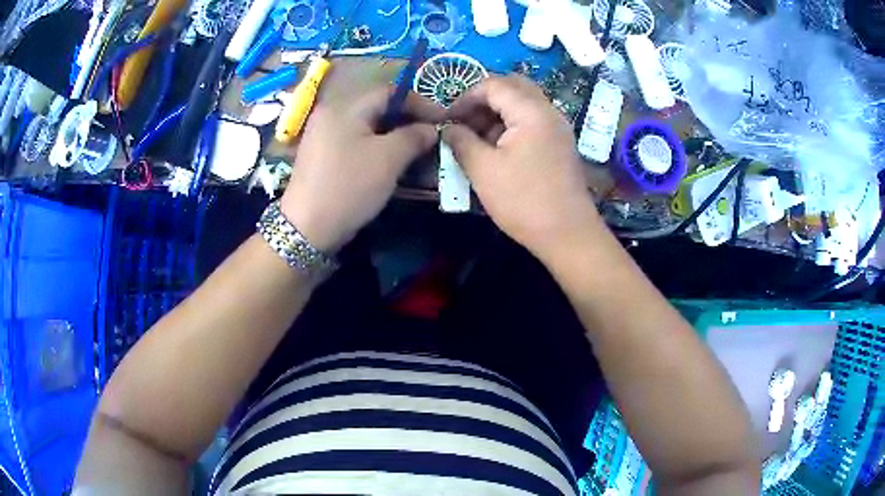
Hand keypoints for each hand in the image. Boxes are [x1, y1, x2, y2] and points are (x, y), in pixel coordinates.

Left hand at [281, 87, 443, 253]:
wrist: (307, 228)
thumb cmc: (349, 186)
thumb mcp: (388, 159)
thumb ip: (414, 137)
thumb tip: (430, 129)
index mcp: (344, 107)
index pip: (389, 92)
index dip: (419, 102)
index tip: (441, 120)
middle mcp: (330, 114)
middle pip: (376, 108)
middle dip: (407, 120)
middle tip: (429, 137)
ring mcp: (322, 135)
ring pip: (366, 127)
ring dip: (393, 136)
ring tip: (415, 151)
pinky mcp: (321, 156)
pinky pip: (354, 142)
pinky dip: (375, 147)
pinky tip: (389, 163)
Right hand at [442, 75, 598, 256]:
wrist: (568, 234)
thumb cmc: (524, 201)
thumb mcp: (483, 170)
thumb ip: (461, 141)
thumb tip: (449, 128)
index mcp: (531, 111)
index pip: (493, 85)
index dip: (465, 97)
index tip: (447, 118)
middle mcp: (549, 111)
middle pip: (512, 87)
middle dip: (483, 100)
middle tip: (463, 120)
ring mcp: (558, 127)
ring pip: (523, 103)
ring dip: (497, 112)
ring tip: (475, 137)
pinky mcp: (559, 144)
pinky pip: (532, 121)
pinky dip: (511, 125)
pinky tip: (496, 148)